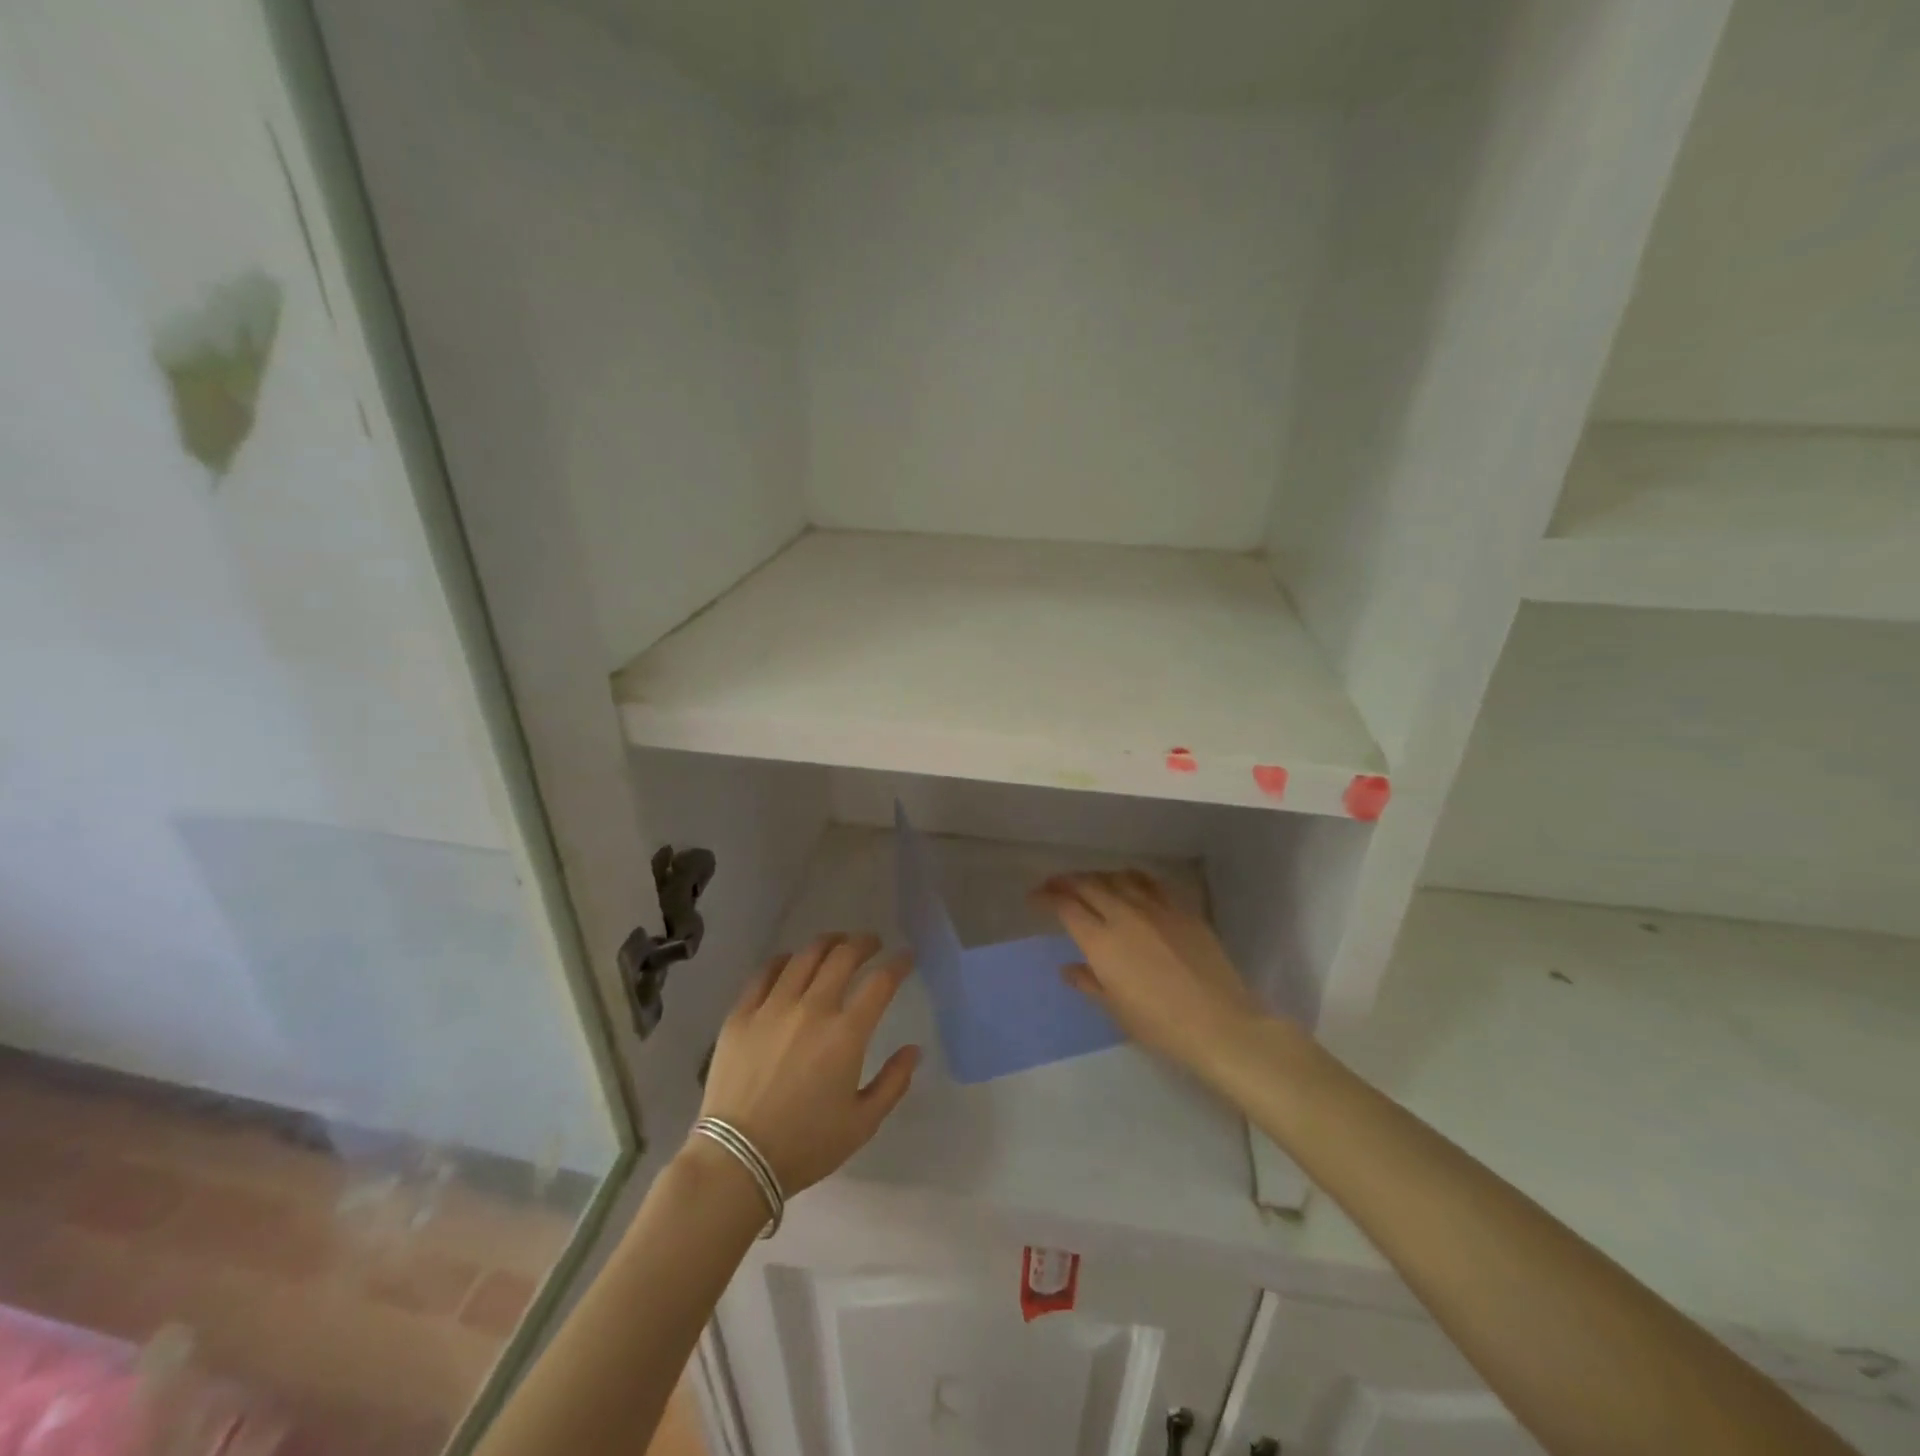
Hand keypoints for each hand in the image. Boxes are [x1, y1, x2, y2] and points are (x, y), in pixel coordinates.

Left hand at [694, 933, 920, 1194]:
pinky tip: (791, 962)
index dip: (898, 964)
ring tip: (837, 943)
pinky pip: (765, 973)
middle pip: (843, 956)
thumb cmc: (806, 1145)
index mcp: (846, 1034)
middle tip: (872, 944)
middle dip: (864, 943)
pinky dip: (784, 960)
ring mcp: (773, 1007)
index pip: (880, 982)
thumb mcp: (862, 1123)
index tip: (906, 957)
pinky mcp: (741, 1014)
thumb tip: (914, 1050)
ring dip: (828, 943)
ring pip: (805, 956)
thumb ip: (893, 1083)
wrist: (737, 1160)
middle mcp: (812, 1009)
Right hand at [1035, 871, 1262, 1075]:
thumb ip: (1089, 982)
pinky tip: (1129, 884)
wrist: (1219, 1024)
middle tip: (1054, 885)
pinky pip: (1150, 883)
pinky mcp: (1182, 910)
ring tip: (1089, 882)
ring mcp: (1156, 908)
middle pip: (1088, 885)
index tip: (1035, 898)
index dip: (1046, 897)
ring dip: (1097, 876)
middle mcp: (1124, 915)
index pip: (1065, 907)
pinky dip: (1131, 878)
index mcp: (1101, 941)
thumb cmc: (1160, 1026)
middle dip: (1066, 881)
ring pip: (1118, 878)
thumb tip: (1068, 968)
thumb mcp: (1116, 1009)